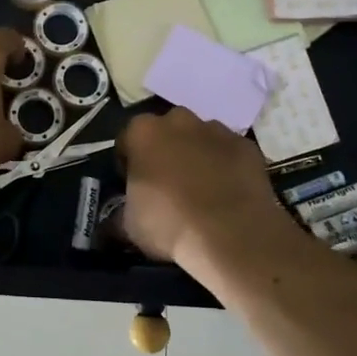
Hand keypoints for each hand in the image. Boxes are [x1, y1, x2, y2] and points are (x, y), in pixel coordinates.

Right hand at [117, 109, 292, 267]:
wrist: (232, 235)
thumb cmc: (170, 224)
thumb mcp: (129, 226)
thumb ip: (118, 215)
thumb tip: (110, 224)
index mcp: (143, 132)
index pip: (126, 141)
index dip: (128, 165)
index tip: (133, 186)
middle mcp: (179, 120)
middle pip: (165, 132)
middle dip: (164, 152)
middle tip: (166, 186)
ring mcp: (216, 130)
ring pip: (199, 138)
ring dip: (196, 155)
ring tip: (200, 190)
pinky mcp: (246, 145)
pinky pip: (228, 152)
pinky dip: (225, 166)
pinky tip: (227, 193)